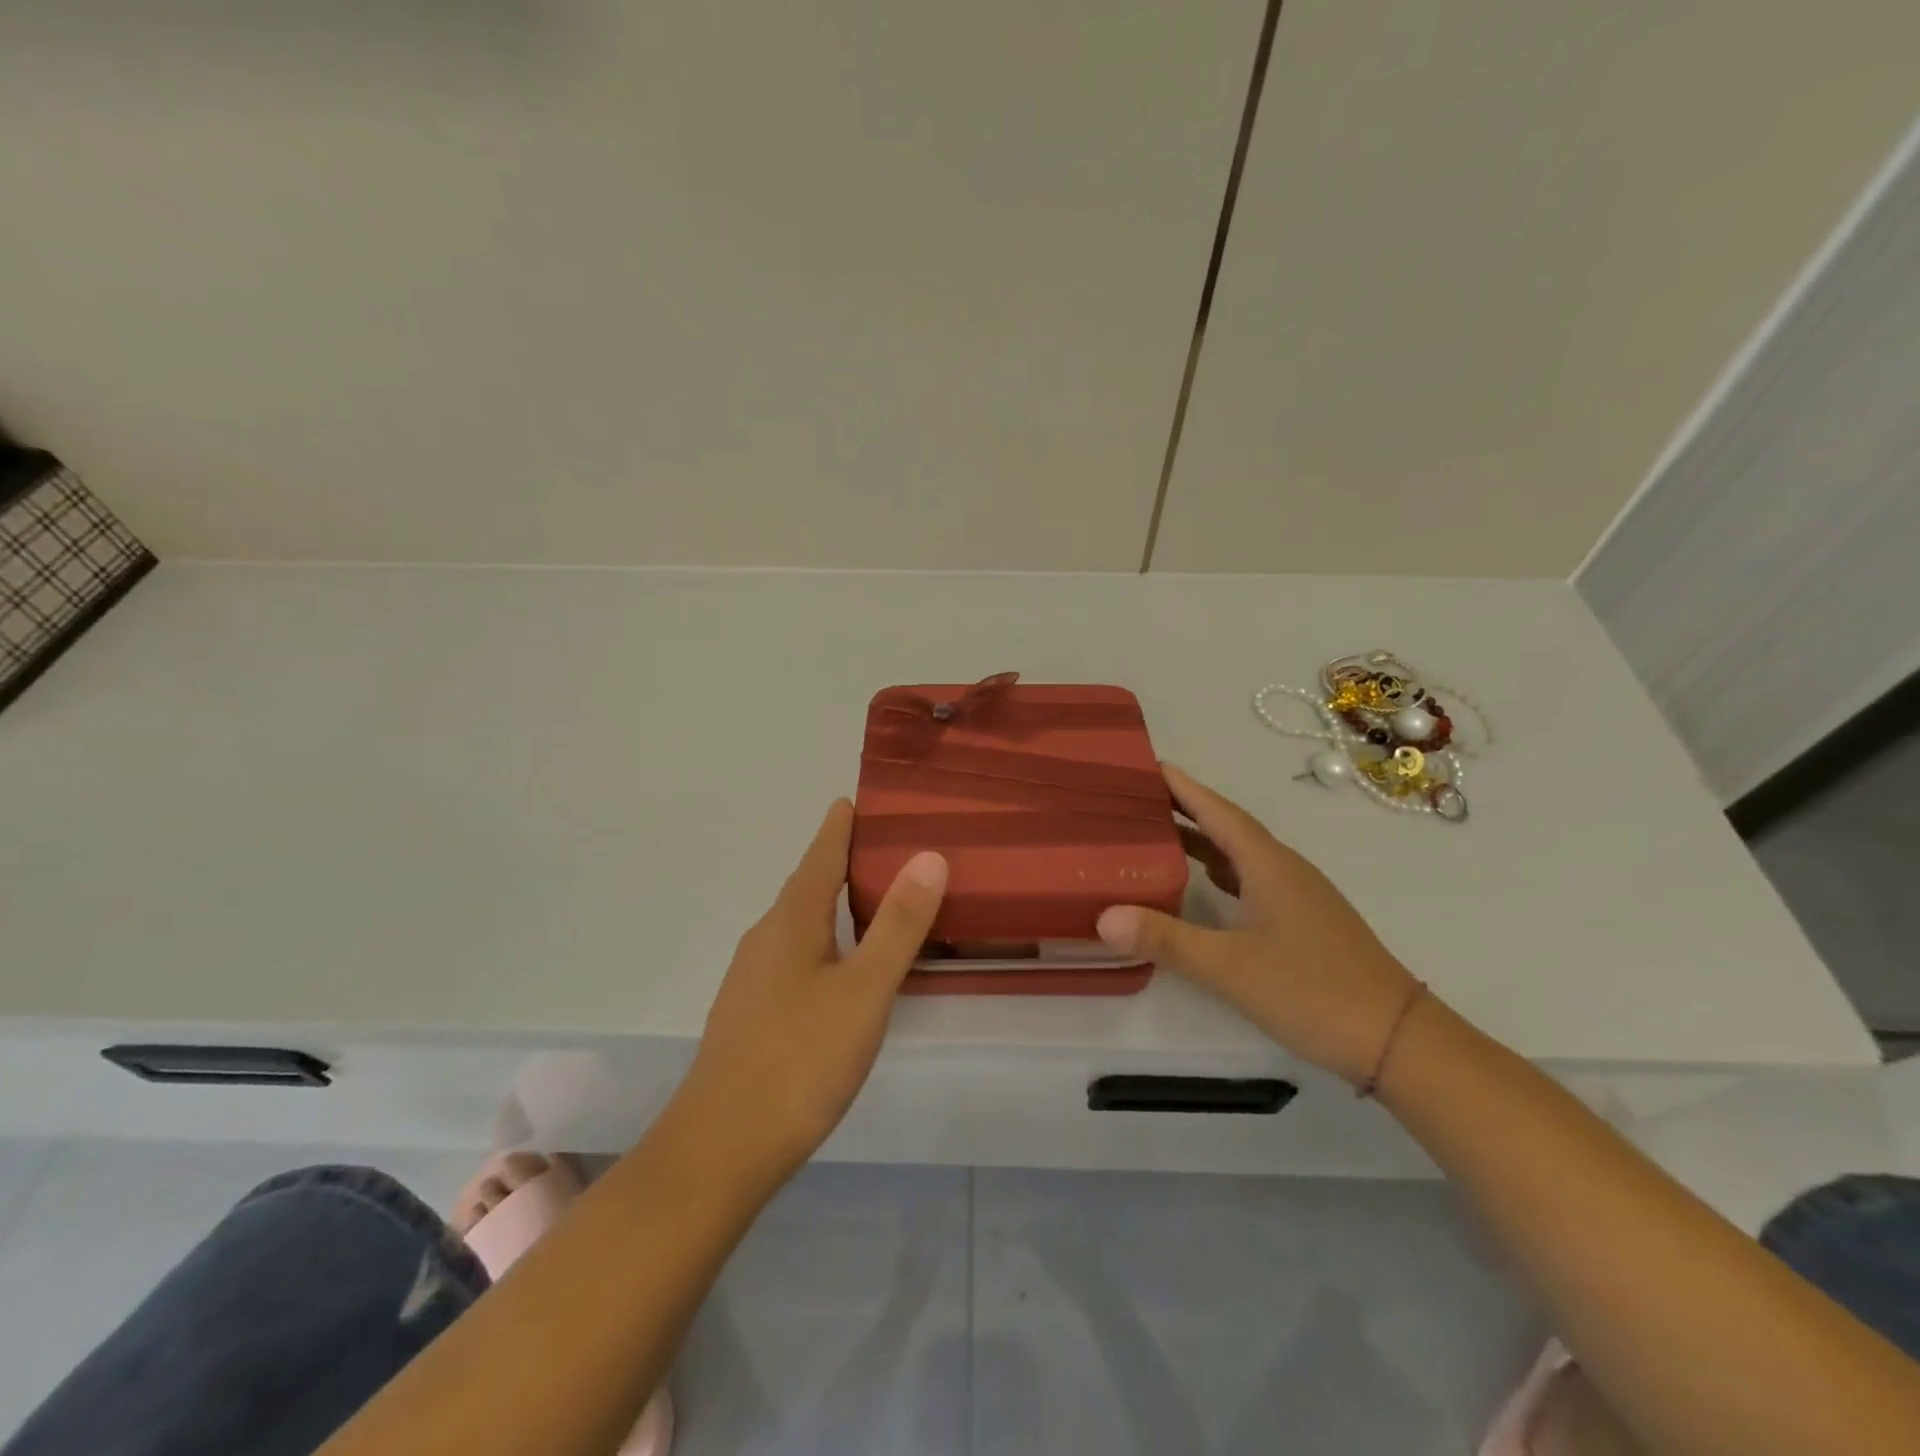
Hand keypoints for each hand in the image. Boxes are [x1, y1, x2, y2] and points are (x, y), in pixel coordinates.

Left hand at [676, 799, 946, 1184]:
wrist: (721, 1149)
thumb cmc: (800, 1059)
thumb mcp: (864, 990)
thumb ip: (899, 925)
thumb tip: (929, 856)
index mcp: (792, 920)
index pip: (821, 855)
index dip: (841, 825)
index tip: (860, 798)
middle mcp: (766, 937)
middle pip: (808, 884)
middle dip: (842, 860)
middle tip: (887, 845)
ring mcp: (753, 976)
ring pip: (800, 922)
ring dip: (834, 902)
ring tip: (874, 898)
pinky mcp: (752, 1011)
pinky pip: (795, 954)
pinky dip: (825, 939)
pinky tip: (843, 965)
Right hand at [1096, 764, 1419, 1084]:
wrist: (1397, 1038)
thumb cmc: (1312, 991)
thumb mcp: (1229, 967)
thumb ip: (1167, 940)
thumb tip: (1104, 917)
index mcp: (1268, 865)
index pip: (1217, 812)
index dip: (1182, 787)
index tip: (1148, 765)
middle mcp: (1283, 869)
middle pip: (1227, 827)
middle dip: (1184, 809)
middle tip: (1138, 799)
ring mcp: (1297, 895)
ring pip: (1240, 855)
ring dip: (1201, 841)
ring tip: (1158, 835)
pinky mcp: (1303, 921)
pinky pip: (1251, 880)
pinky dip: (1219, 873)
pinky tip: (1202, 887)